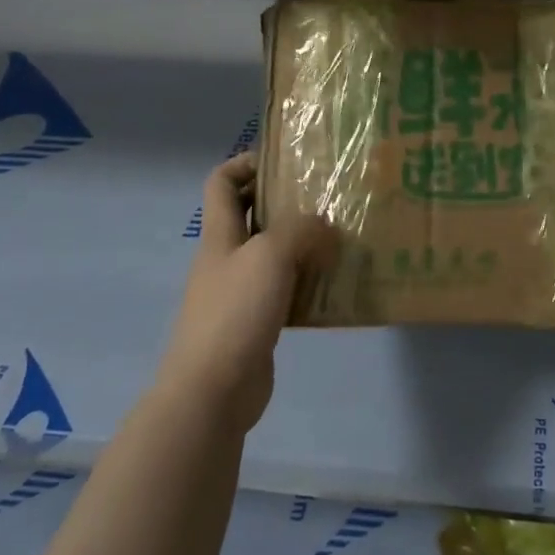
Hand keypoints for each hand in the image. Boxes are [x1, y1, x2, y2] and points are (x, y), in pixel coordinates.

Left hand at [156, 153, 327, 434]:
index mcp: (220, 234)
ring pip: (273, 254)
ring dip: (303, 244)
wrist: (212, 391)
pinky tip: (336, 284)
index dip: (246, 163)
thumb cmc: (235, 312)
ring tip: (342, 237)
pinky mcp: (257, 323)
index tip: (285, 162)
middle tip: (328, 197)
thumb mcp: (270, 256)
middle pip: (252, 216)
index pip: (222, 182)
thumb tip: (325, 227)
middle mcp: (227, 258)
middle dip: (286, 202)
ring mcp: (240, 292)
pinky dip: (308, 282)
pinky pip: (286, 290)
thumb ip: (301, 231)